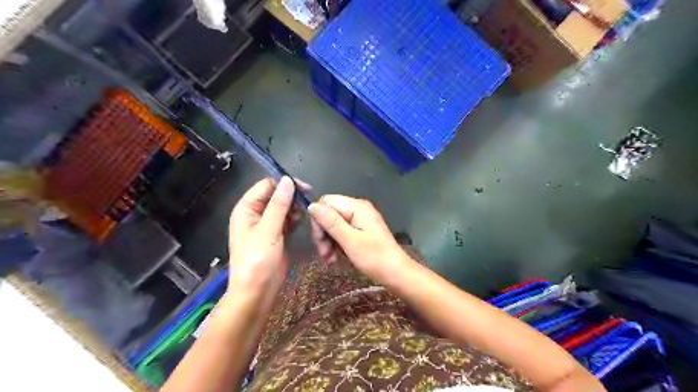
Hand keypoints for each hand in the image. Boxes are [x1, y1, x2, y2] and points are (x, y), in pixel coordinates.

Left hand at [230, 175, 303, 290]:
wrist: (256, 292)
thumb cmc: (257, 261)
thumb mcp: (268, 230)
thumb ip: (278, 205)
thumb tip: (288, 180)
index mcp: (246, 209)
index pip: (266, 186)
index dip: (284, 184)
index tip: (304, 188)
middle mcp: (255, 214)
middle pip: (275, 195)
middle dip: (291, 195)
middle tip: (309, 200)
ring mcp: (266, 225)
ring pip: (282, 207)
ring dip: (294, 207)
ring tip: (306, 212)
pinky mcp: (276, 234)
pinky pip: (286, 219)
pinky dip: (294, 218)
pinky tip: (303, 220)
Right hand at [307, 194, 409, 280]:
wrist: (396, 273)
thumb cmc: (375, 258)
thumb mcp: (350, 241)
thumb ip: (331, 222)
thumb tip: (312, 206)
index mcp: (357, 207)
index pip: (326, 202)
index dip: (318, 219)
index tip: (320, 240)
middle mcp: (358, 209)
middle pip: (329, 213)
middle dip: (323, 233)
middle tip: (324, 254)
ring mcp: (360, 220)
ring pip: (333, 225)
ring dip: (328, 242)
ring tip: (329, 259)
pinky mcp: (360, 230)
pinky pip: (341, 232)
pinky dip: (336, 244)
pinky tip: (335, 259)